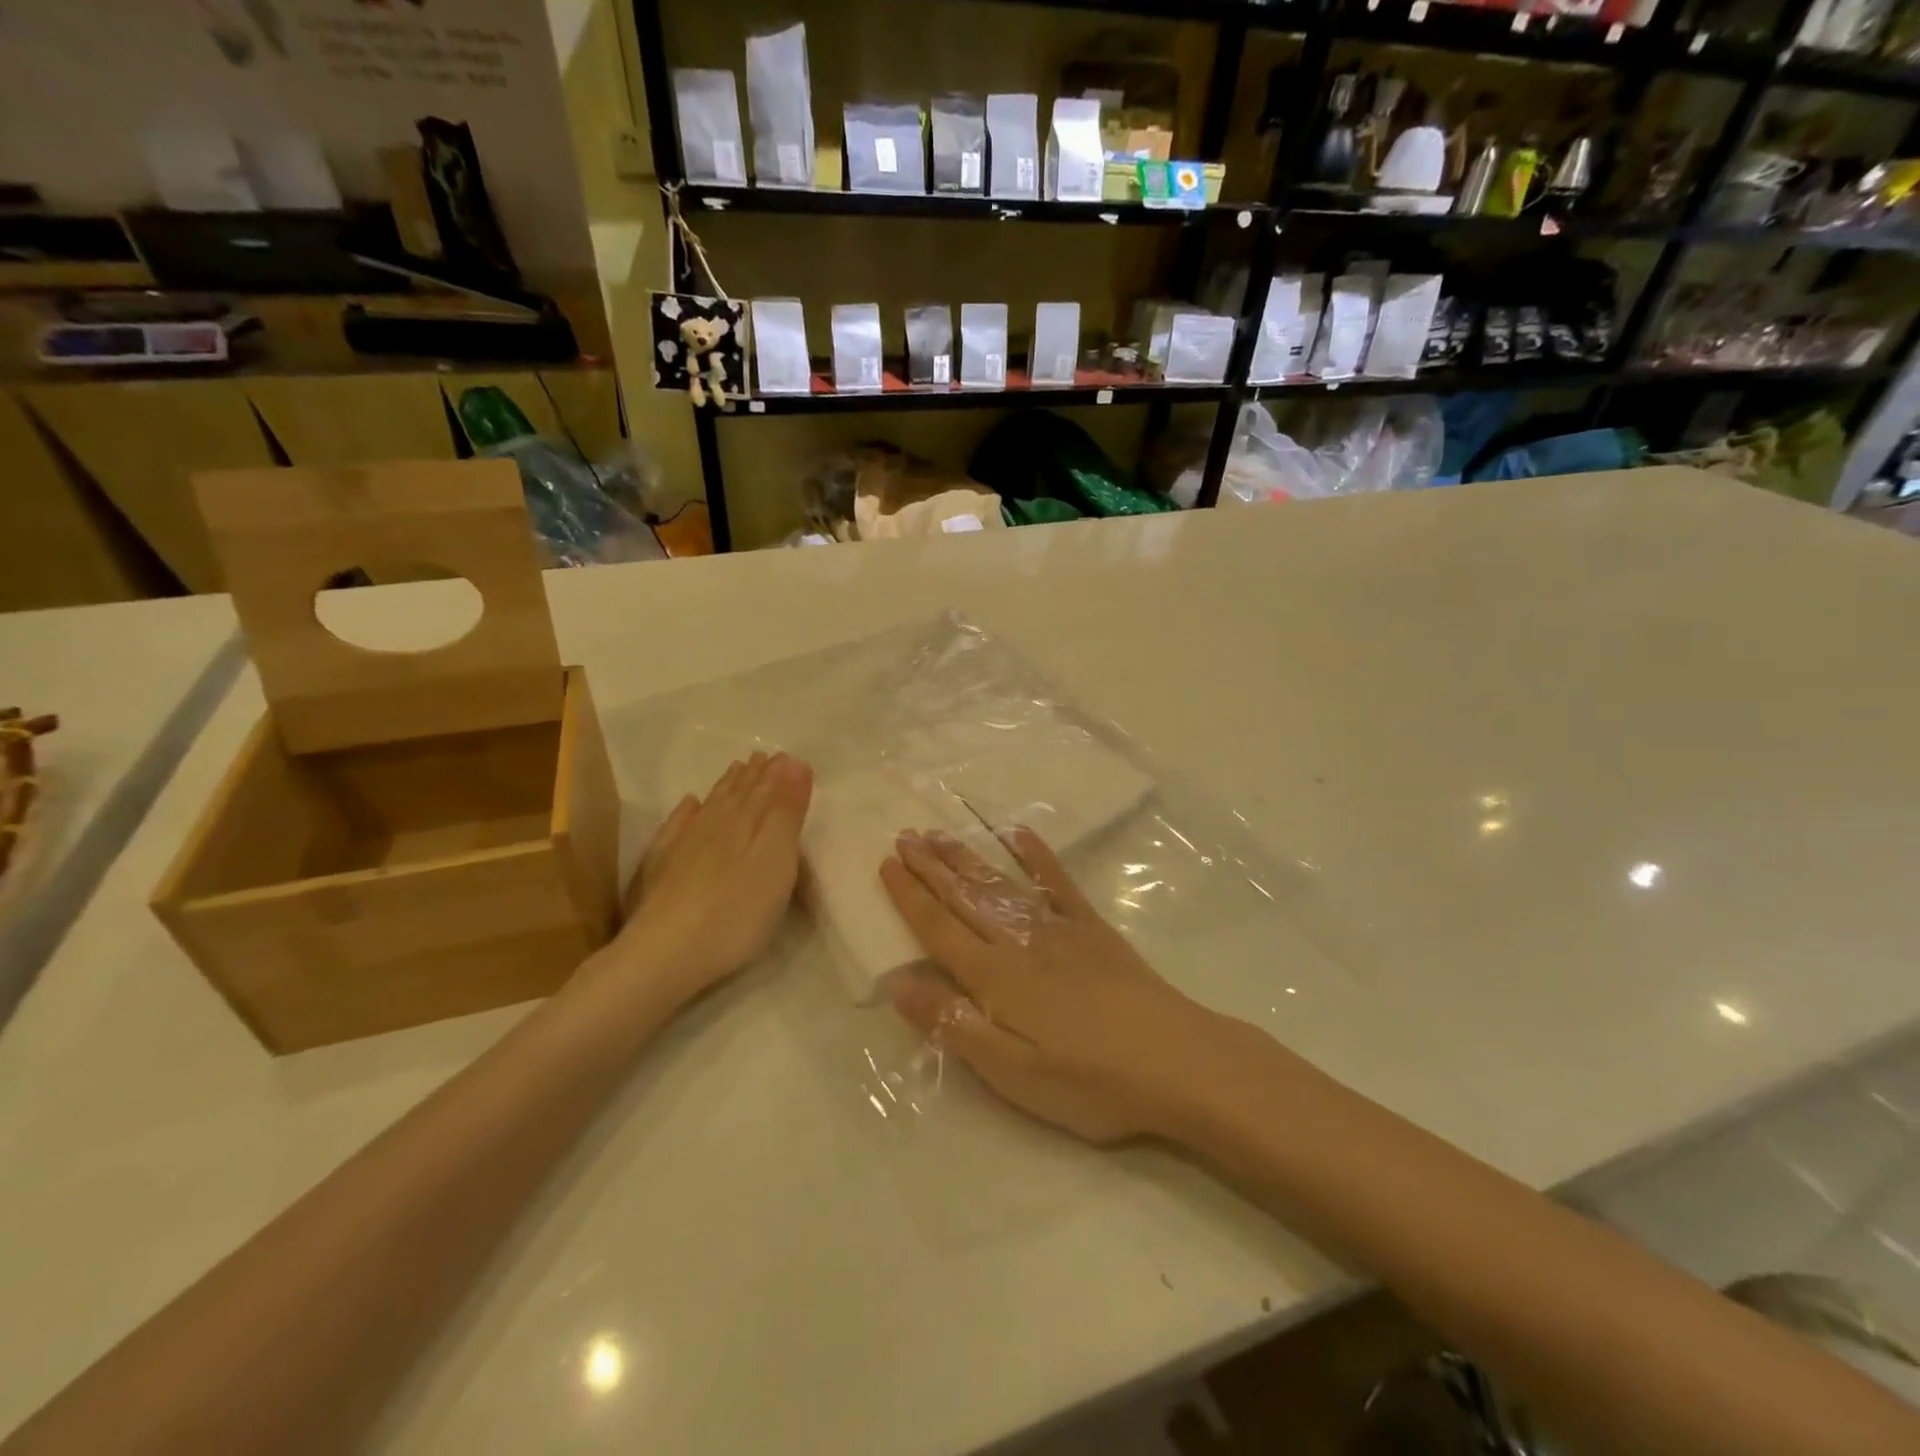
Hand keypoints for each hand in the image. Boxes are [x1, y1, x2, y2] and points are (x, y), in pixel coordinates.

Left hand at [614, 751, 813, 1001]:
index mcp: (746, 821)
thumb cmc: (736, 910)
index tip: (785, 755)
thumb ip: (785, 811)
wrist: (666, 952)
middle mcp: (714, 824)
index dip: (778, 773)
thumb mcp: (776, 859)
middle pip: (738, 794)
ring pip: (711, 805)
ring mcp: (684, 844)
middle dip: (753, 775)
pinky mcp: (662, 868)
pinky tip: (689, 805)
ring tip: (736, 771)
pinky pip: (678, 826)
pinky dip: (687, 812)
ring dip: (726, 787)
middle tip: (762, 757)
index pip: (766, 789)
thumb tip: (792, 761)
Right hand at [880, 828, 1222, 1143]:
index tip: (887, 864)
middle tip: (903, 836)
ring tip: (939, 833)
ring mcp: (1057, 928)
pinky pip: (1056, 882)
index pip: (938, 928)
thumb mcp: (1011, 1071)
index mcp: (994, 977)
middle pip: (964, 897)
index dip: (909, 896)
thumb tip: (898, 985)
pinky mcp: (1091, 927)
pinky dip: (1035, 855)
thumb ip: (953, 1025)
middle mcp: (1018, 941)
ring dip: (966, 857)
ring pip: (1000, 883)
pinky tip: (1019, 834)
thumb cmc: (1088, 1080)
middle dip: (930, 867)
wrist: (1174, 1060)